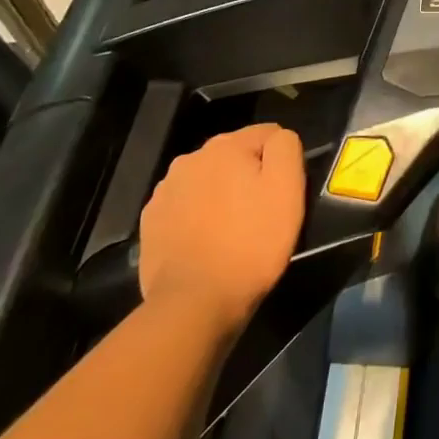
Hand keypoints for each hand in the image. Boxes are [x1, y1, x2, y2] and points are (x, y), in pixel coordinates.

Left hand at [138, 123, 305, 329]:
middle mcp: (190, 158)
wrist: (194, 304)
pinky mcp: (151, 222)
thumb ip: (286, 147)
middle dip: (248, 177)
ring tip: (232, 232)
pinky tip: (206, 243)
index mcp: (225, 145)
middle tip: (260, 214)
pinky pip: (185, 208)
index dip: (281, 162)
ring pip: (208, 181)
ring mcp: (165, 191)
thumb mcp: (288, 189)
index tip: (282, 194)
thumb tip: (278, 138)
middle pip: (234, 156)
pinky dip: (198, 218)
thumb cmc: (251, 243)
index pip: (268, 135)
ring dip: (222, 196)